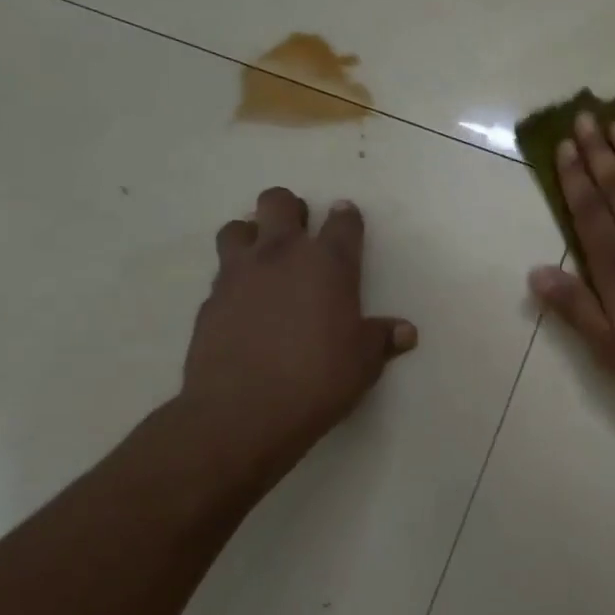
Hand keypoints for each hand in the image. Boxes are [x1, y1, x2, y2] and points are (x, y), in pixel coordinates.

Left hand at [177, 187, 416, 467]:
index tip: (347, 218)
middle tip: (300, 233)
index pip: (342, 221)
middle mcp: (282, 256)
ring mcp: (239, 275)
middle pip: (278, 202)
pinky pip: (221, 274)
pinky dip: (234, 280)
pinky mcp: (209, 301)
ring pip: (237, 227)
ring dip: (252, 235)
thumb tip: (405, 332)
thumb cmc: (318, 380)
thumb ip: (382, 339)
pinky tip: (244, 305)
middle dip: (290, 209)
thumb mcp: (364, 362)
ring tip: (263, 260)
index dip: (346, 216)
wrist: (243, 412)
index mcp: (329, 264)